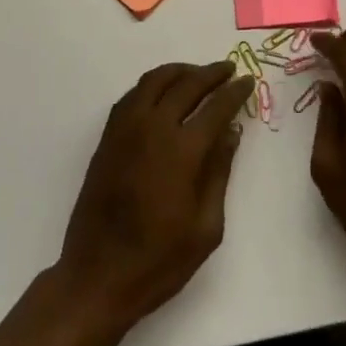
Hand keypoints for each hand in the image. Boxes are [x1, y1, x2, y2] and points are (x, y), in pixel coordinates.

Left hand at [56, 61, 253, 326]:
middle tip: (228, 69)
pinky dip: (153, 84)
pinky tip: (164, 93)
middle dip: (211, 73)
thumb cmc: (159, 261)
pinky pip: (133, 95)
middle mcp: (153, 128)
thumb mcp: (205, 228)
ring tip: (198, 74)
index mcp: (182, 151)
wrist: (97, 276)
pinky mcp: (108, 136)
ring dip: (180, 71)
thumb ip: (219, 173)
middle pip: (186, 84)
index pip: (216, 107)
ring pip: (155, 81)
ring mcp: (126, 129)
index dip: (235, 92)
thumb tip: (231, 133)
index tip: (248, 80)